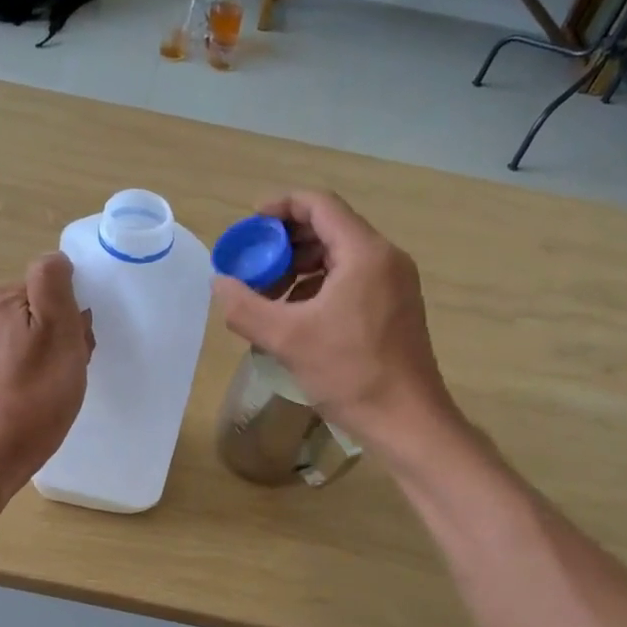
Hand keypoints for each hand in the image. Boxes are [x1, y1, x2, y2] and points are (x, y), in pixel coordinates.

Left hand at [0, 253, 93, 478]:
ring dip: (64, 350)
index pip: (55, 283)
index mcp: (4, 298)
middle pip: (49, 307)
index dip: (75, 309)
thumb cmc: (40, 389)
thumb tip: (57, 259)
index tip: (79, 338)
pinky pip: (34, 354)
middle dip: (70, 330)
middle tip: (75, 360)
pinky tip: (53, 387)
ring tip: (66, 377)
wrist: (7, 447)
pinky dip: (50, 366)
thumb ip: (54, 283)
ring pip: (45, 332)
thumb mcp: (57, 327)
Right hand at [212, 191, 454, 451]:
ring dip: (300, 267)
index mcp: (365, 253)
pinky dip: (319, 286)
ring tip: (268, 295)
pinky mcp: (395, 307)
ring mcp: (394, 283)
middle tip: (253, 265)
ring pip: (339, 256)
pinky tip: (295, 315)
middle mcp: (385, 258)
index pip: (319, 205)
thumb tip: (219, 284)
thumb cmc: (351, 374)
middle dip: (285, 242)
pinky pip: (351, 279)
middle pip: (329, 228)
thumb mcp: (288, 339)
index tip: (249, 227)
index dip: (280, 207)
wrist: (407, 421)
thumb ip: (245, 307)